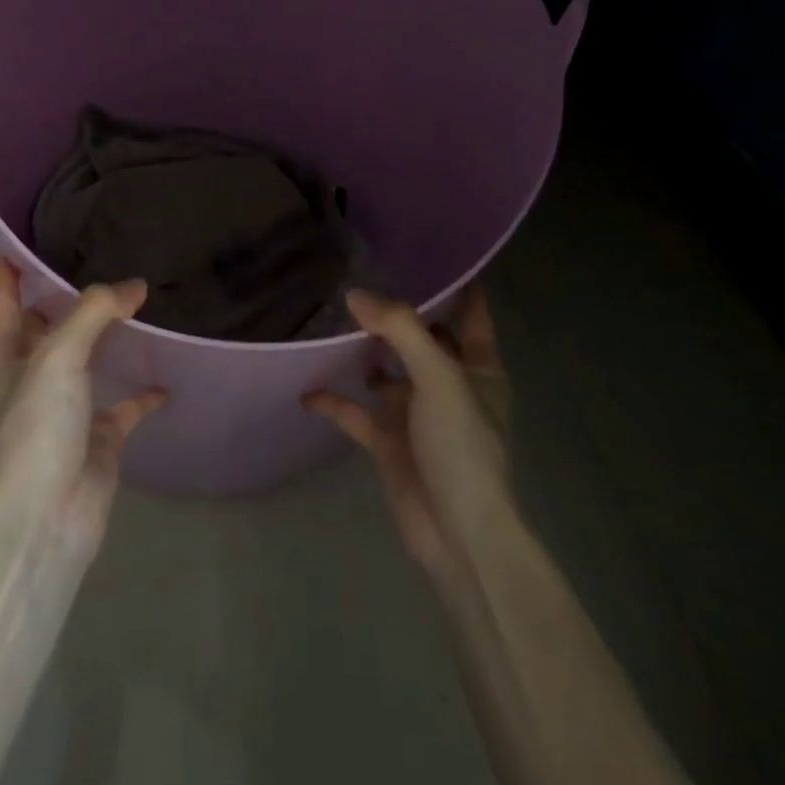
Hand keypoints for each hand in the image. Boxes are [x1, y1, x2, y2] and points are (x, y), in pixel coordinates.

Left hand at [0, 261, 166, 555]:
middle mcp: (30, 382)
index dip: (8, 278)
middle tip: (96, 264)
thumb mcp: (58, 358)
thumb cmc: (36, 429)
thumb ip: (95, 313)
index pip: (3, 307)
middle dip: (65, 303)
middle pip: (46, 332)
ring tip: (137, 306)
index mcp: (4, 362)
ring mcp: (63, 413)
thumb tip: (134, 286)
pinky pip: (123, 407)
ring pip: (86, 364)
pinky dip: (142, 393)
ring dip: (107, 341)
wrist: (46, 520)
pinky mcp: (96, 440)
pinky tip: (166, 377)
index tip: (16, 247)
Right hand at [304, 285, 512, 575]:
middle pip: (422, 338)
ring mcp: (417, 413)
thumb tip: (354, 295)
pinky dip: (335, 401)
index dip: (454, 282)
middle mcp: (448, 384)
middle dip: (396, 314)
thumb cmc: (462, 445)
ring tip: (329, 320)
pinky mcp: (390, 442)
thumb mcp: (439, 376)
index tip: (424, 251)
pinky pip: (357, 413)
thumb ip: (399, 330)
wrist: (457, 534)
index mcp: (477, 367)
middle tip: (359, 276)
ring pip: (386, 372)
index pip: (470, 312)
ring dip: (363, 354)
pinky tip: (308, 391)